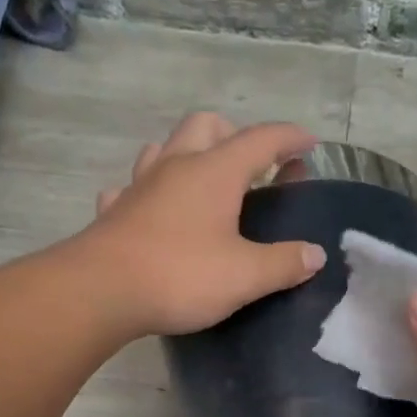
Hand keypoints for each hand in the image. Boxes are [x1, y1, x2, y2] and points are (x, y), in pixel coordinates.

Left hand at [66, 112, 325, 337]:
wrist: (101, 291)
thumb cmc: (180, 277)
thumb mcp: (244, 276)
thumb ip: (283, 263)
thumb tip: (315, 254)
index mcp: (214, 172)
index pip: (261, 140)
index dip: (289, 138)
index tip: (309, 143)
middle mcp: (176, 166)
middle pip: (206, 125)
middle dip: (233, 134)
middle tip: (250, 165)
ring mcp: (139, 186)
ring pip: (164, 148)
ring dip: (187, 154)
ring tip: (202, 181)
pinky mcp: (114, 212)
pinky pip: (131, 188)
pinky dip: (148, 192)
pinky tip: (151, 210)